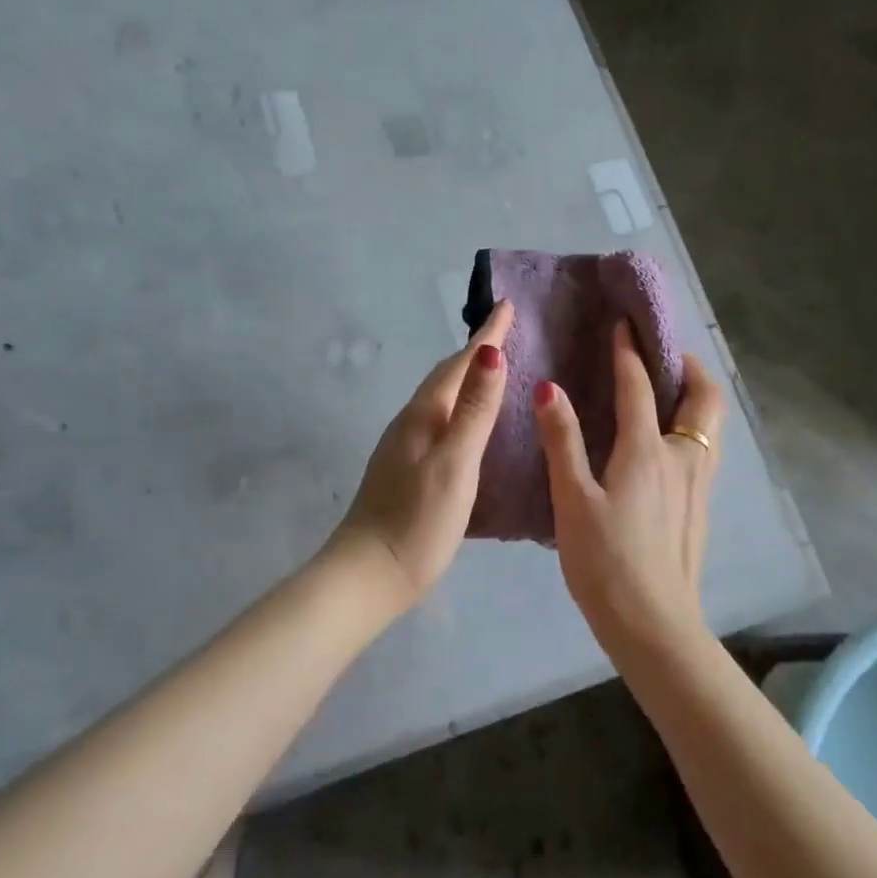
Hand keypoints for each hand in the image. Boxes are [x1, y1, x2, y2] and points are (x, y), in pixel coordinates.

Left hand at [329, 300, 513, 612]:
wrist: (368, 573)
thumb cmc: (418, 520)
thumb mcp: (456, 463)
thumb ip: (474, 410)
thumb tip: (490, 353)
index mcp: (424, 414)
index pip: (460, 362)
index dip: (487, 334)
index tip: (507, 304)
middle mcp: (411, 421)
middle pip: (447, 374)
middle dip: (477, 350)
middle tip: (507, 331)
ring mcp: (405, 445)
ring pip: (442, 397)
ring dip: (468, 378)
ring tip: (495, 370)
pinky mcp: (406, 468)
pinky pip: (440, 420)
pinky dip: (461, 407)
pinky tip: (471, 424)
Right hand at [535, 321, 725, 654]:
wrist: (654, 626)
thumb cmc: (605, 561)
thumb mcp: (572, 499)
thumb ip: (562, 440)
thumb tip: (549, 388)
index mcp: (647, 451)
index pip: (639, 387)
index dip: (629, 352)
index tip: (623, 323)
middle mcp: (682, 458)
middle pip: (703, 398)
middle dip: (688, 366)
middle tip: (663, 353)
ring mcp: (698, 484)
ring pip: (711, 424)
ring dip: (695, 395)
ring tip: (669, 387)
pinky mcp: (700, 507)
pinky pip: (705, 447)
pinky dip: (692, 424)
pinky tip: (668, 440)